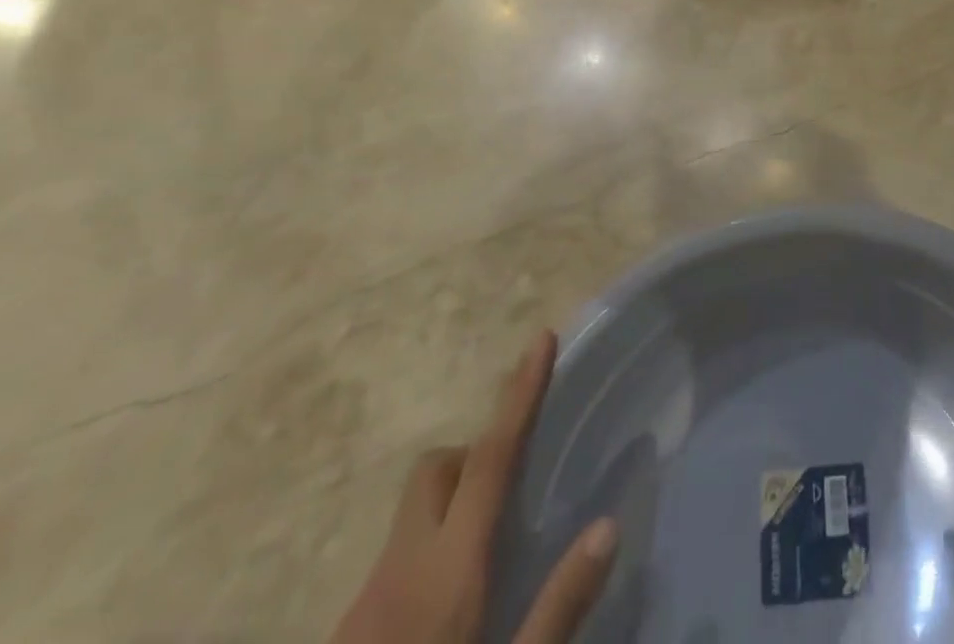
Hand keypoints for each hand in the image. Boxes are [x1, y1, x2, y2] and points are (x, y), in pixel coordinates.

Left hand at [329, 332, 617, 643]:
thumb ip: (559, 606)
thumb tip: (608, 525)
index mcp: (448, 573)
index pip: (490, 458)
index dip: (519, 395)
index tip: (540, 339)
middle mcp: (400, 571)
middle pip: (435, 472)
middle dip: (474, 457)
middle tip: (512, 491)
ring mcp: (362, 606)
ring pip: (411, 519)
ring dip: (450, 512)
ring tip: (486, 567)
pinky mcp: (345, 635)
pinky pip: (393, 563)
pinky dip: (426, 557)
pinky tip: (443, 619)